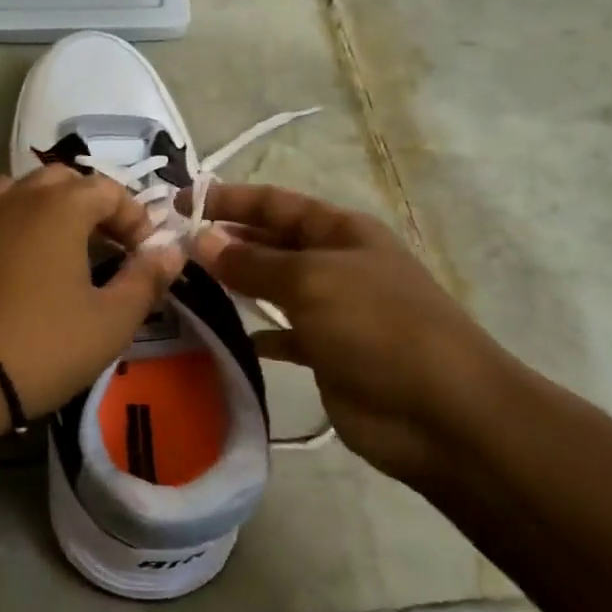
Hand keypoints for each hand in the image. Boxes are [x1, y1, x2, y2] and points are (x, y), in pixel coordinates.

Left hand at [0, 165, 184, 415]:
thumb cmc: (44, 344)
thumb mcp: (110, 321)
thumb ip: (146, 280)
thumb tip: (171, 250)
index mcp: (61, 206)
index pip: (108, 190)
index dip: (134, 217)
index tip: (145, 255)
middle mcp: (20, 197)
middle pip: (66, 181)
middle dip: (95, 206)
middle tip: (111, 246)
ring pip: (28, 191)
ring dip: (55, 209)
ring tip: (70, 248)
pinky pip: (0, 213)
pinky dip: (22, 222)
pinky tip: (29, 261)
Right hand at [190, 184, 515, 483]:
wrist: (442, 412)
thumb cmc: (378, 326)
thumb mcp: (312, 281)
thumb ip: (253, 262)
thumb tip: (201, 239)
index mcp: (340, 232)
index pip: (274, 203)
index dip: (227, 199)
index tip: (177, 202)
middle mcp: (334, 263)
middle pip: (270, 242)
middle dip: (224, 240)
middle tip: (169, 249)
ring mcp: (332, 310)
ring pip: (271, 288)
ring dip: (233, 285)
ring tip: (183, 286)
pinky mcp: (326, 353)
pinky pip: (281, 335)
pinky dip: (255, 333)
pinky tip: (222, 337)